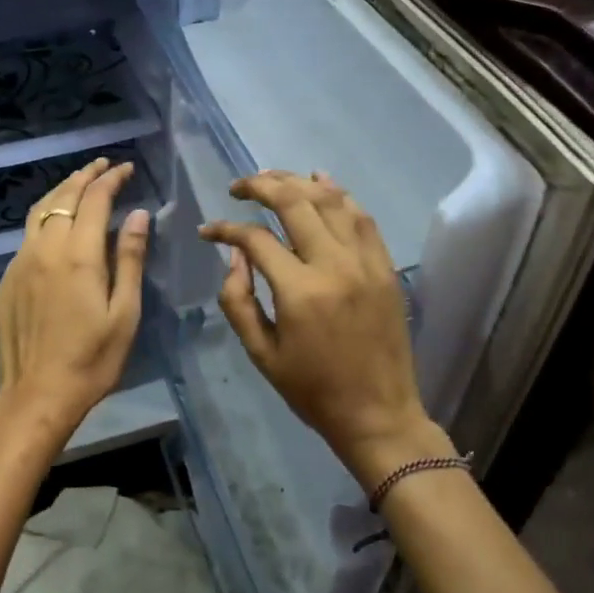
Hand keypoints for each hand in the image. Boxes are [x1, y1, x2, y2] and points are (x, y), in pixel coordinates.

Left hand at [0, 158, 149, 454]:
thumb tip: (138, 214)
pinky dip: (46, 217)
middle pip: (63, 197)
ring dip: (61, 191)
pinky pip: (27, 236)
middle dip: (85, 176)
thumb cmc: (92, 359)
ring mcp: (20, 263)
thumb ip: (129, 258)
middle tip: (103, 165)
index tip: (126, 168)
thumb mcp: (124, 312)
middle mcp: (45, 249)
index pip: (94, 200)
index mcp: (78, 255)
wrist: (37, 394)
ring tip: (79, 183)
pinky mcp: (7, 280)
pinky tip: (56, 225)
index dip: (111, 179)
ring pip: (39, 212)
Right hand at [200, 171, 454, 492]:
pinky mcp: (385, 267)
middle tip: (239, 186)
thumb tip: (235, 254)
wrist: (378, 414)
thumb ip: (238, 299)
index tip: (208, 231)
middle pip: (294, 202)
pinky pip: (362, 217)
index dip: (226, 229)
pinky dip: (340, 194)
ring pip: (330, 201)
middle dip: (260, 186)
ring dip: (297, 182)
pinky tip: (320, 180)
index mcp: (300, 291)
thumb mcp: (261, 353)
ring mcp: (365, 262)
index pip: (256, 239)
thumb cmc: (312, 390)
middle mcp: (334, 265)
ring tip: (271, 178)